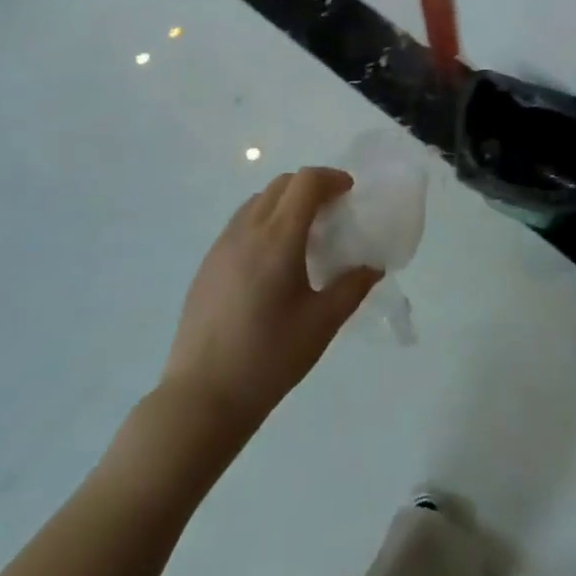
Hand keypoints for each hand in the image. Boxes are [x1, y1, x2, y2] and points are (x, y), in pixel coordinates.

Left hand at [159, 168, 378, 438]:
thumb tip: (372, 266)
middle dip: (310, 188)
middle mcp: (246, 231)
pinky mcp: (207, 265)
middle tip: (332, 213)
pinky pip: (240, 224)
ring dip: (285, 203)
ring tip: (303, 237)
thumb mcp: (322, 323)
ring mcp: (221, 246)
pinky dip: (264, 222)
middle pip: (281, 185)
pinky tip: (273, 262)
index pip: (306, 182)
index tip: (349, 194)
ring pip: (257, 201)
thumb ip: (352, 287)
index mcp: (278, 239)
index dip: (332, 178)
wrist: (202, 397)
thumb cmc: (269, 358)